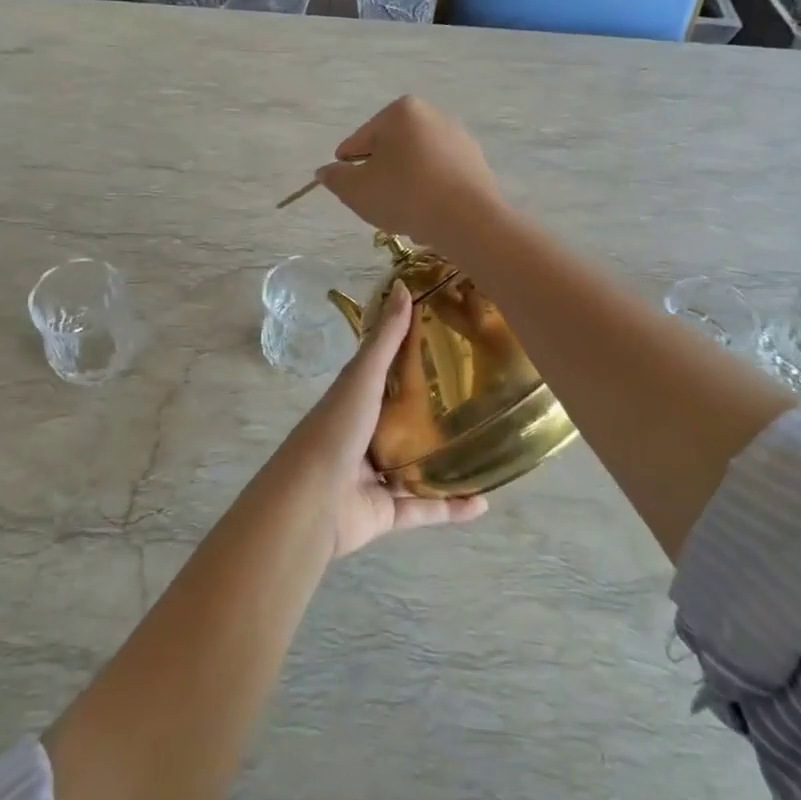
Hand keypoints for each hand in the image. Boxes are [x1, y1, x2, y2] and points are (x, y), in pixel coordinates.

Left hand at [289, 282, 486, 558]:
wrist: (312, 500)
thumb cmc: (336, 429)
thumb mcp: (363, 377)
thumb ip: (385, 339)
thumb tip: (403, 286)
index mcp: (357, 401)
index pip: (389, 376)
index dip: (417, 361)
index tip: (453, 346)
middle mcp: (365, 436)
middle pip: (406, 422)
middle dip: (437, 416)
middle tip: (481, 402)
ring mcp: (375, 476)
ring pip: (418, 468)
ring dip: (448, 463)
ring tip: (488, 451)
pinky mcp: (386, 512)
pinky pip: (425, 509)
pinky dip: (451, 508)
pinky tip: (483, 501)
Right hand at [313, 96, 500, 248]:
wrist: (467, 220)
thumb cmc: (404, 195)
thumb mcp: (355, 190)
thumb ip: (335, 178)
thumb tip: (326, 171)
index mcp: (401, 111)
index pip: (360, 140)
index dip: (348, 167)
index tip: (349, 190)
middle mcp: (433, 115)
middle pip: (391, 149)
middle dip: (380, 175)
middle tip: (376, 204)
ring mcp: (459, 138)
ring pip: (416, 164)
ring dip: (404, 185)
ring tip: (402, 214)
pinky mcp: (477, 163)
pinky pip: (440, 177)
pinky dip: (429, 192)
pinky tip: (427, 215)